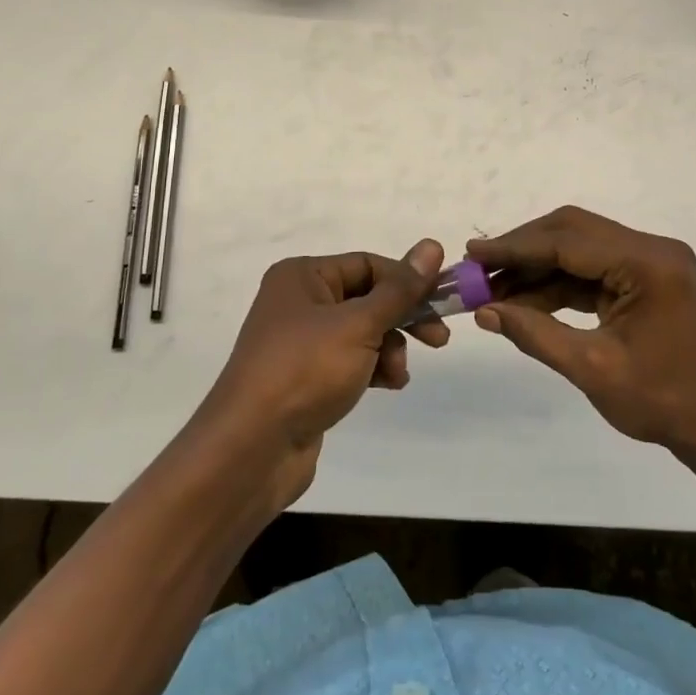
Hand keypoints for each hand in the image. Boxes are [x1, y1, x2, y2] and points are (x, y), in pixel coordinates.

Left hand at [195, 240, 448, 510]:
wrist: (252, 449)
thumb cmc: (305, 371)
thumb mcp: (359, 325)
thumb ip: (400, 289)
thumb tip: (432, 245)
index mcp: (302, 276)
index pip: (368, 264)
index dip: (407, 281)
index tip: (443, 300)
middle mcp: (299, 301)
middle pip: (368, 297)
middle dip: (404, 318)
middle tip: (438, 338)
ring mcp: (302, 341)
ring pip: (364, 331)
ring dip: (390, 347)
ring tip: (398, 373)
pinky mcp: (307, 376)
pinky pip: (352, 359)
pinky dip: (374, 367)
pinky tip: (389, 385)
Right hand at [467, 206, 695, 458]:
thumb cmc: (663, 403)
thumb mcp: (592, 368)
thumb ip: (535, 333)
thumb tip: (484, 311)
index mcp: (648, 263)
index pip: (568, 242)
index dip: (516, 247)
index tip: (473, 253)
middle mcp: (652, 249)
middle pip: (573, 232)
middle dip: (523, 250)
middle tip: (479, 268)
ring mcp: (650, 262)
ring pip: (579, 249)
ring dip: (537, 268)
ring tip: (492, 289)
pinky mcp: (645, 279)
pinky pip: (592, 270)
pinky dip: (557, 284)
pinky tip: (523, 300)